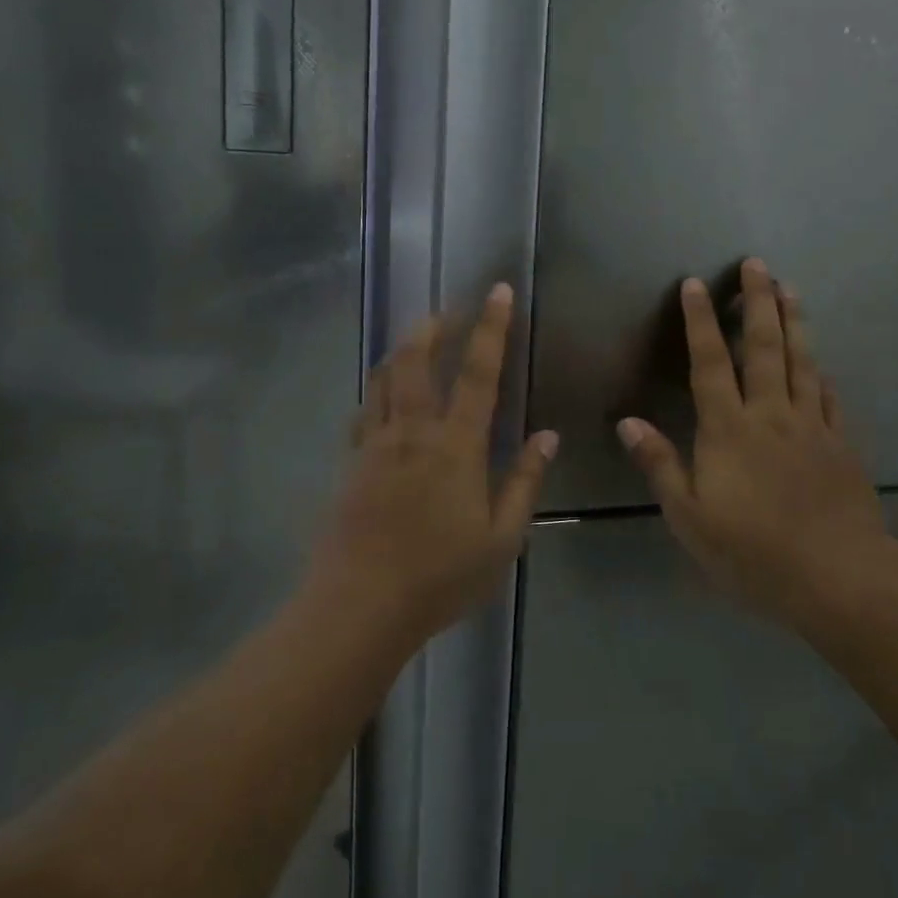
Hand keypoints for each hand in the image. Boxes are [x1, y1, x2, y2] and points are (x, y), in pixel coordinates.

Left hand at [314, 284, 558, 642]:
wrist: (359, 606)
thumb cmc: (440, 577)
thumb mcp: (501, 539)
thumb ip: (524, 481)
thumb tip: (547, 435)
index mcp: (455, 446)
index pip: (476, 373)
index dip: (490, 328)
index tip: (496, 291)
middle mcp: (412, 432)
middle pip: (415, 359)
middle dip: (432, 326)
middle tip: (448, 311)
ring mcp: (374, 444)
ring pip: (382, 377)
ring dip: (401, 351)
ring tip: (417, 341)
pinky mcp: (349, 462)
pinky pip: (364, 411)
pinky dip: (377, 390)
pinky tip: (385, 397)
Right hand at [617, 258, 891, 628]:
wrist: (839, 578)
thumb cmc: (752, 552)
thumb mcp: (689, 516)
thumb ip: (660, 464)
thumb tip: (627, 422)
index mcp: (728, 429)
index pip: (710, 363)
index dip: (700, 322)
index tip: (697, 284)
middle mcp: (771, 415)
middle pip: (764, 348)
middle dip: (757, 302)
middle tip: (757, 265)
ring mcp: (812, 427)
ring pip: (802, 363)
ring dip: (795, 322)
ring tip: (791, 289)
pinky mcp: (842, 447)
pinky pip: (831, 400)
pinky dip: (823, 375)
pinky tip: (823, 364)